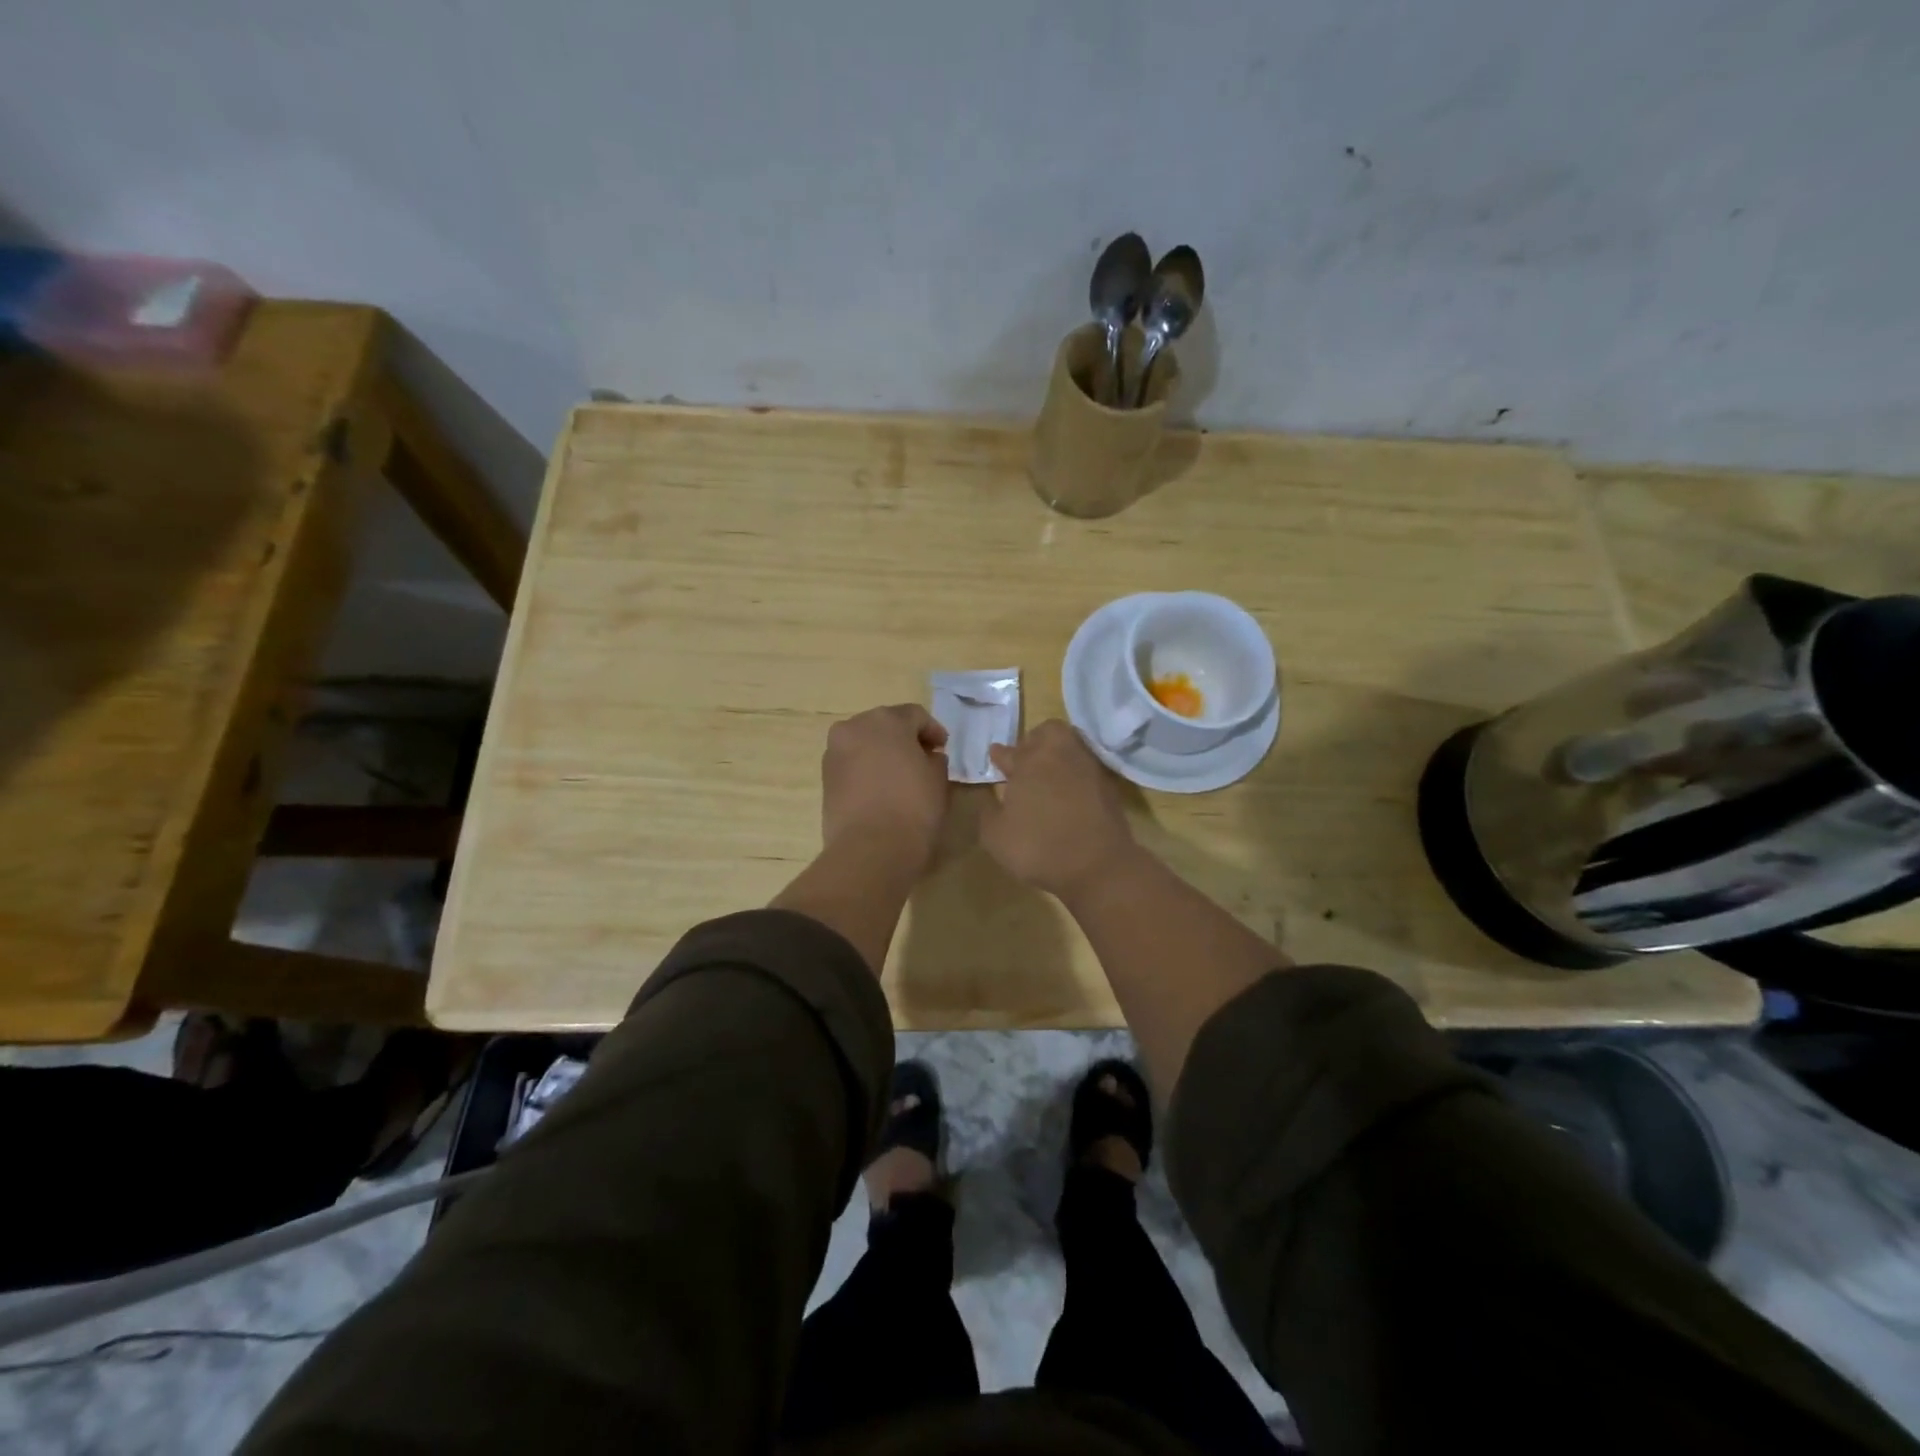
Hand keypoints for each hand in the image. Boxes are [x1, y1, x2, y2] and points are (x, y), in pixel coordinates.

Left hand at [821, 704, 951, 872]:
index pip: (915, 715)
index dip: (932, 731)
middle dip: (904, 738)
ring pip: (864, 743)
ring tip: (899, 776)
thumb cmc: (913, 807)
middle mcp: (855, 727)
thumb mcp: (938, 780)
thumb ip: (934, 759)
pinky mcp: (825, 777)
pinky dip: (866, 769)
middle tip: (922, 759)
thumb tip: (927, 757)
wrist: (870, 849)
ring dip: (882, 753)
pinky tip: (880, 789)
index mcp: (886, 720)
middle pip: (885, 725)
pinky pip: (852, 764)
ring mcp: (835, 752)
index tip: (942, 749)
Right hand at [981, 720, 1137, 901]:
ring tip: (1046, 777)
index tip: (996, 758)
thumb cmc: (1039, 847)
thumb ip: (987, 809)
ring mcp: (1089, 767)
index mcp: (1029, 760)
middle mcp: (1061, 754)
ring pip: (1070, 747)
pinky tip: (1066, 793)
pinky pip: (1085, 768)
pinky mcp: (1108, 785)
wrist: (1099, 866)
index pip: (1009, 751)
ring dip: (1057, 756)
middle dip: (1034, 742)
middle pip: (1048, 733)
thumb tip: (987, 794)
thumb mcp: (995, 835)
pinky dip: (1074, 774)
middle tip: (1025, 761)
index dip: (1000, 756)